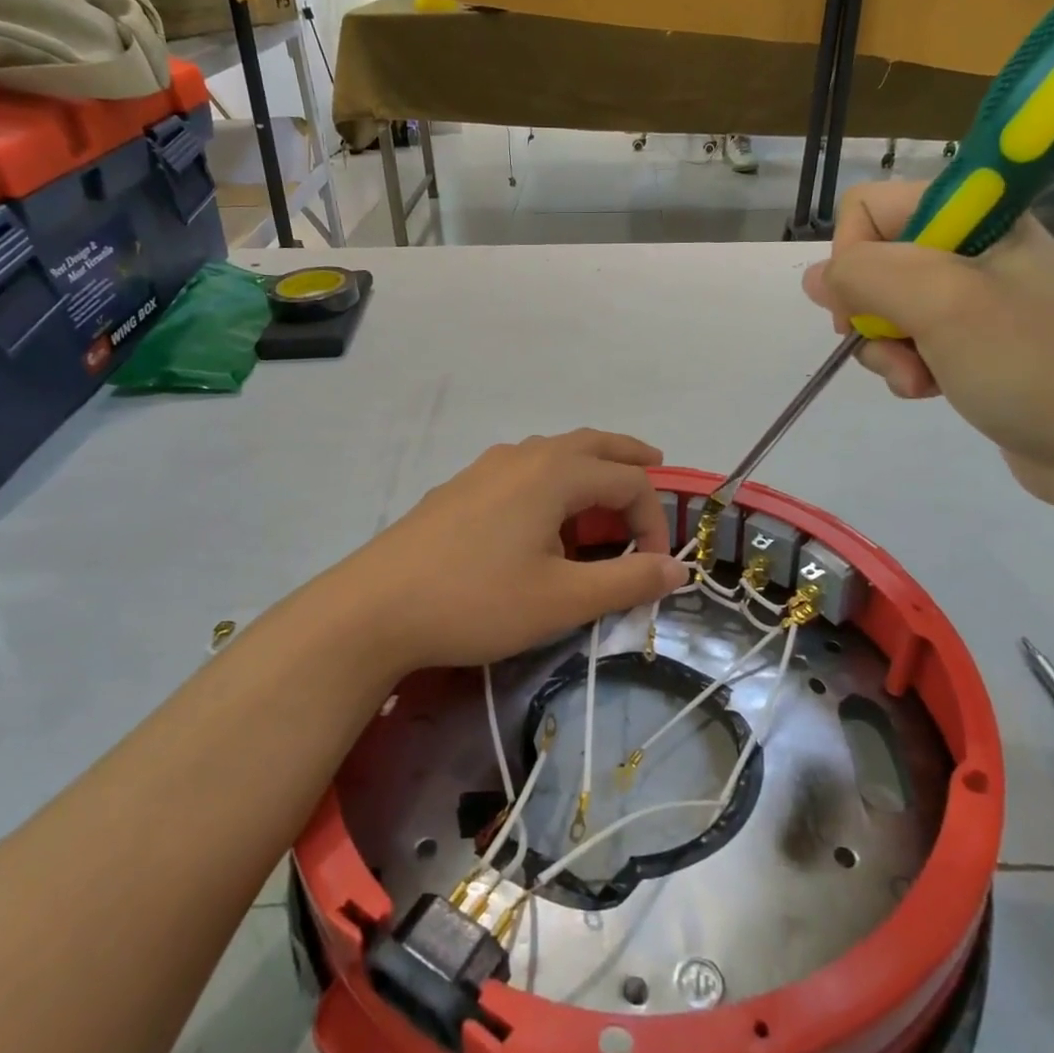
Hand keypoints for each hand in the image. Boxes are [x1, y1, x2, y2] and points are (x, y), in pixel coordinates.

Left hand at [315, 430, 690, 676]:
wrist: (375, 608)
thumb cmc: (477, 601)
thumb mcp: (562, 600)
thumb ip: (627, 582)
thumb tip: (678, 570)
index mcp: (554, 474)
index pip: (628, 483)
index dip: (652, 521)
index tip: (652, 568)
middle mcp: (523, 457)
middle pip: (591, 444)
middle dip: (628, 457)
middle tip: (656, 465)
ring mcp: (485, 469)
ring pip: (553, 453)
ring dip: (588, 466)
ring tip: (603, 493)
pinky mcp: (460, 488)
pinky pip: (522, 470)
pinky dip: (552, 480)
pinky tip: (542, 516)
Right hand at [803, 180, 1053, 505]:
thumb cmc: (1028, 362)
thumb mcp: (941, 304)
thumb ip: (866, 275)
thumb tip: (817, 278)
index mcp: (976, 214)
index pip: (869, 208)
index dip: (852, 257)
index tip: (864, 307)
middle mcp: (970, 246)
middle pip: (872, 263)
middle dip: (870, 314)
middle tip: (900, 348)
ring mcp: (971, 296)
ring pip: (883, 309)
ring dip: (886, 351)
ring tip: (921, 379)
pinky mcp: (970, 340)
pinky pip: (908, 342)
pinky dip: (906, 368)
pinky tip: (932, 390)